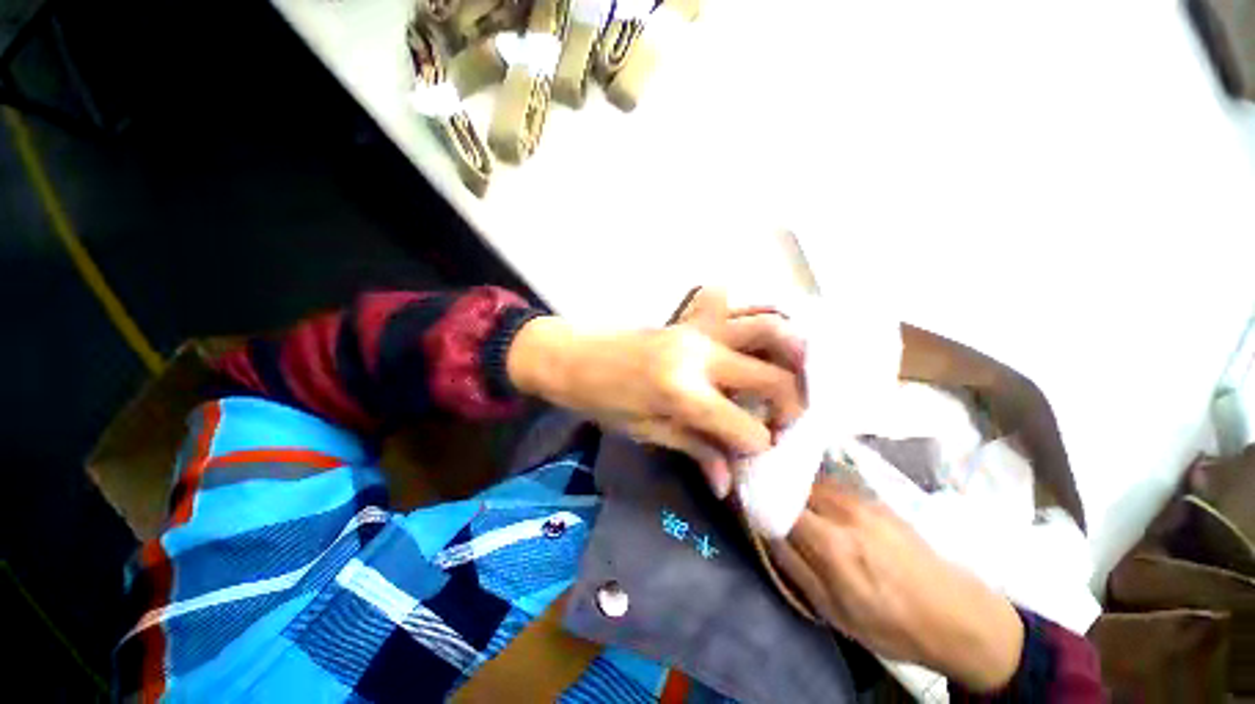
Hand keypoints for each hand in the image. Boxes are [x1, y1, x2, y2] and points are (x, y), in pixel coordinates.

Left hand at [507, 289, 803, 496]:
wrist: (572, 357)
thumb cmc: (602, 400)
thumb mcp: (646, 432)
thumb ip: (695, 450)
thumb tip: (727, 484)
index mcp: (684, 393)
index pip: (745, 428)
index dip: (757, 446)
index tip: (754, 453)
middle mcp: (701, 356)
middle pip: (772, 378)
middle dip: (790, 406)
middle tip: (782, 422)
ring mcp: (699, 330)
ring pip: (766, 329)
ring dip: (791, 355)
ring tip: (792, 378)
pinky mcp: (692, 319)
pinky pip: (738, 311)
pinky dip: (761, 320)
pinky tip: (765, 340)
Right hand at [770, 479, 1024, 692]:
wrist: (959, 617)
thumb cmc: (892, 626)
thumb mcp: (835, 612)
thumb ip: (794, 567)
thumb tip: (765, 531)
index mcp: (831, 545)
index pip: (777, 505)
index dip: (757, 499)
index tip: (743, 498)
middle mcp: (844, 513)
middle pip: (792, 486)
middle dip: (773, 489)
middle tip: (762, 498)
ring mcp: (863, 501)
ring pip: (812, 482)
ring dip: (794, 488)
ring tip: (787, 502)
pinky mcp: (877, 499)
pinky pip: (833, 485)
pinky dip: (815, 490)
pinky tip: (818, 506)